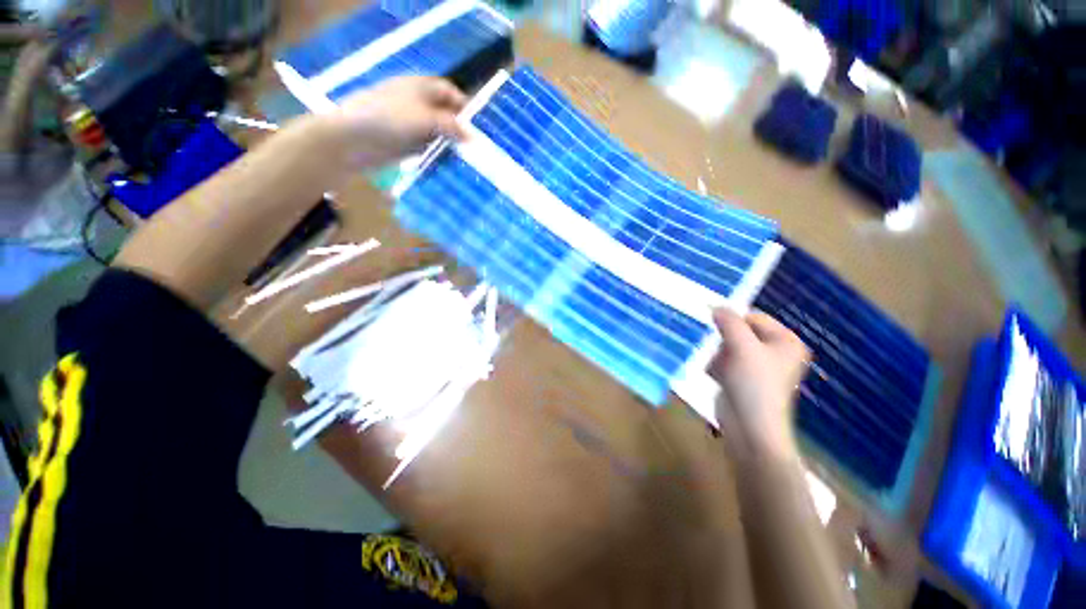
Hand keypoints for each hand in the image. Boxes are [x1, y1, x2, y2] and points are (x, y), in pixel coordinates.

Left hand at [322, 76, 467, 169]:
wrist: (354, 139)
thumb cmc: (390, 118)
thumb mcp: (426, 118)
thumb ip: (452, 126)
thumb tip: (473, 137)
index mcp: (420, 88)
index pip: (448, 92)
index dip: (464, 105)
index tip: (480, 125)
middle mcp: (418, 105)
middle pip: (445, 114)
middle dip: (461, 128)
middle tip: (479, 147)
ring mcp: (412, 126)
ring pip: (439, 134)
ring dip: (452, 145)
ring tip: (471, 160)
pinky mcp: (408, 145)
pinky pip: (430, 149)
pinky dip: (441, 155)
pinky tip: (453, 166)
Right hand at [709, 309, 809, 460]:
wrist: (750, 428)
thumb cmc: (754, 384)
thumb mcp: (742, 346)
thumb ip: (729, 322)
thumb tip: (715, 305)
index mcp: (785, 341)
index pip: (753, 317)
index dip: (732, 319)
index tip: (712, 324)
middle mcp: (774, 351)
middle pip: (739, 332)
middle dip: (724, 341)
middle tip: (718, 351)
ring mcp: (758, 366)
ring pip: (728, 346)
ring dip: (718, 354)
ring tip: (719, 368)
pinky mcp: (743, 379)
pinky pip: (724, 361)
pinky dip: (717, 366)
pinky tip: (717, 377)